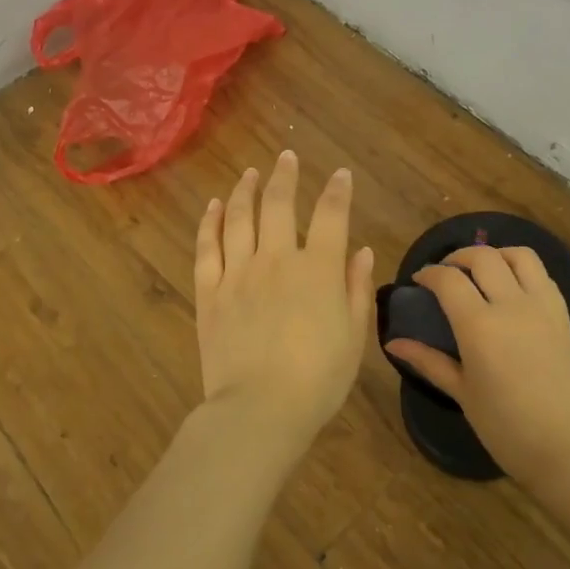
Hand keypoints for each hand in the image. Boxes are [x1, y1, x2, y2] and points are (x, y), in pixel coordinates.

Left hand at [193, 151, 374, 447]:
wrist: (259, 410)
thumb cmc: (317, 379)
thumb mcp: (353, 337)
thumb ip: (356, 288)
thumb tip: (362, 251)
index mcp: (317, 270)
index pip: (331, 216)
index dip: (337, 191)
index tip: (340, 174)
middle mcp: (276, 259)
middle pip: (278, 204)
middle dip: (285, 176)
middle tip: (287, 158)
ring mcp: (238, 272)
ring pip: (239, 217)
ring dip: (245, 191)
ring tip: (250, 174)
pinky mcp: (210, 291)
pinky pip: (207, 247)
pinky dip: (210, 222)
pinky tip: (214, 207)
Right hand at [384, 245, 569, 489]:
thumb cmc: (507, 429)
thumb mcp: (462, 394)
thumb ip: (428, 361)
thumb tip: (393, 343)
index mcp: (479, 326)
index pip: (448, 279)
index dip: (428, 273)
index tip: (418, 280)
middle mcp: (511, 304)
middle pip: (482, 256)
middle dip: (457, 257)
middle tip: (445, 273)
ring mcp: (542, 306)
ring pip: (518, 255)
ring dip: (494, 254)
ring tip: (481, 271)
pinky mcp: (563, 314)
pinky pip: (542, 274)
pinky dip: (521, 268)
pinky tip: (511, 287)